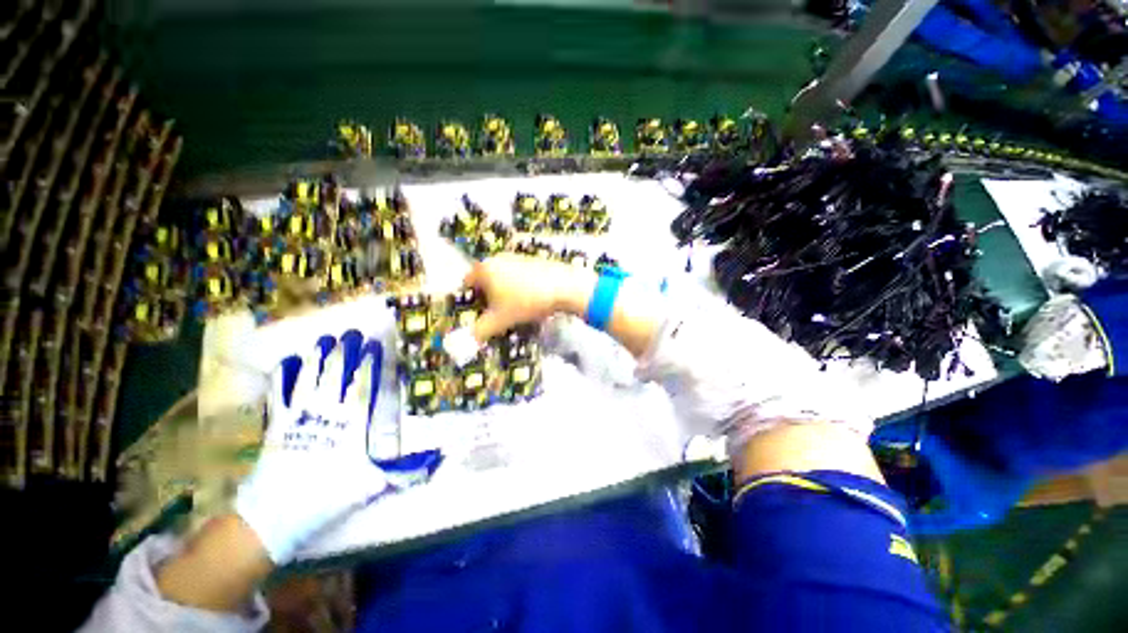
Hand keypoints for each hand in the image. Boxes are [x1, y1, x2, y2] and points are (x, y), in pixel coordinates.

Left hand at [234, 330, 440, 563]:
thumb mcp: (370, 485)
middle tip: (350, 333)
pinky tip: (286, 363)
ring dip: (316, 358)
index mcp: (349, 425)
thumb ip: (403, 470)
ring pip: (308, 380)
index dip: (367, 365)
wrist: (276, 515)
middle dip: (343, 353)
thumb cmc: (327, 496)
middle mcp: (325, 414)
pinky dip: (282, 378)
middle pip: (334, 376)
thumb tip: (438, 458)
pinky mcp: (277, 425)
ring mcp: (298, 417)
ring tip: (324, 339)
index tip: (373, 346)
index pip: (361, 387)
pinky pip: (279, 395)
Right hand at [464, 254, 596, 341]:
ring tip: (514, 309)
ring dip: (504, 293)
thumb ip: (481, 330)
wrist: (563, 288)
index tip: (478, 312)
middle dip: (488, 298)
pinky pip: (519, 276)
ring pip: (503, 278)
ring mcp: (517, 258)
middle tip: (495, 314)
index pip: (467, 282)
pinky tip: (530, 301)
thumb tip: (471, 338)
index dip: (470, 299)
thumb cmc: (526, 302)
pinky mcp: (533, 261)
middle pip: (485, 280)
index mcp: (485, 269)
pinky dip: (519, 288)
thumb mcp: (501, 320)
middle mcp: (498, 259)